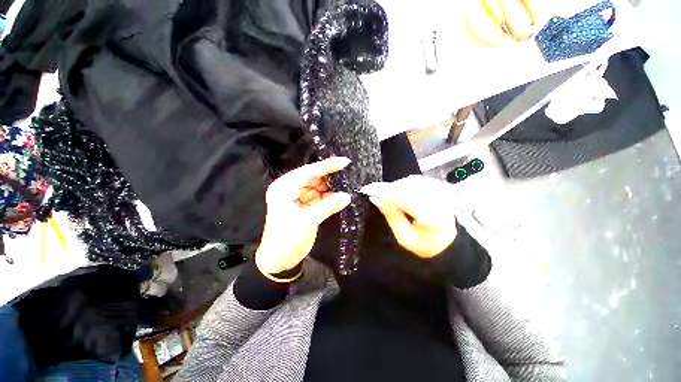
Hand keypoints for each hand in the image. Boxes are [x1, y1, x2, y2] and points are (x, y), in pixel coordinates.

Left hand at [255, 157, 351, 274]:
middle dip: (330, 174)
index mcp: (284, 188)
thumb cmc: (286, 240)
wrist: (279, 260)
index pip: (308, 172)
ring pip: (318, 185)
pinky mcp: (305, 204)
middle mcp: (290, 188)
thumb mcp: (307, 222)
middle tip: (349, 170)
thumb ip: (328, 207)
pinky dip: (330, 195)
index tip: (344, 161)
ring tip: (348, 180)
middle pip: (313, 176)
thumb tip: (348, 196)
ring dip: (332, 184)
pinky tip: (342, 193)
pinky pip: (320, 195)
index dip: (327, 166)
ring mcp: (298, 196)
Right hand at [361, 175, 457, 258]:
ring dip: (395, 187)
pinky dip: (403, 185)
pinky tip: (400, 194)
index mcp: (433, 217)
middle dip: (387, 190)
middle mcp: (439, 200)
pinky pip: (415, 180)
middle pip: (406, 186)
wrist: (447, 241)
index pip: (404, 197)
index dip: (384, 192)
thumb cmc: (425, 244)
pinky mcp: (439, 186)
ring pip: (409, 181)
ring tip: (388, 198)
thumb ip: (391, 216)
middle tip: (375, 195)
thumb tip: (375, 198)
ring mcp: (441, 191)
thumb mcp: (404, 237)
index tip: (367, 190)